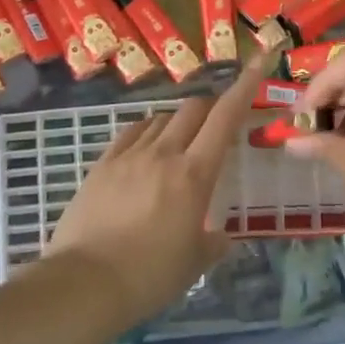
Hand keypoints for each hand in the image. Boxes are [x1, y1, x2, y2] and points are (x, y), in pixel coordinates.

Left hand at [46, 53, 272, 326]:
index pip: (225, 118)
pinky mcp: (102, 164)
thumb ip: (213, 243)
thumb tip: (222, 237)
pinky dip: (146, 132)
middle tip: (216, 125)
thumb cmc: (150, 276)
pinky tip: (145, 148)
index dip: (245, 86)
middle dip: (209, 108)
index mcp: (194, 174)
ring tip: (178, 145)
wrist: (85, 283)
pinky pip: (130, 133)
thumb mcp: (193, 263)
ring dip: (177, 123)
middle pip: (192, 109)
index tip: (259, 61)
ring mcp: (129, 155)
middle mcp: (163, 153)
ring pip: (160, 119)